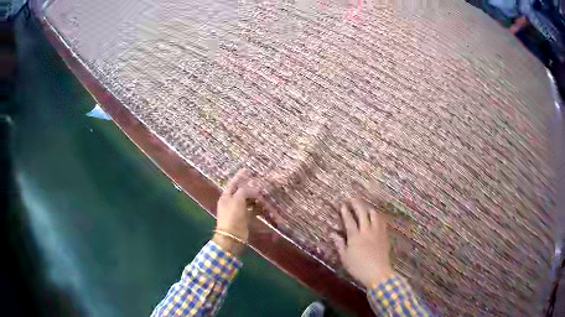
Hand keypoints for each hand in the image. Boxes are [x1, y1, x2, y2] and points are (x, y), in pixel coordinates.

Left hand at [213, 169, 259, 255]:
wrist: (232, 237)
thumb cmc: (232, 216)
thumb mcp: (237, 200)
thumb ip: (244, 191)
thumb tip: (253, 188)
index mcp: (226, 196)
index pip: (233, 183)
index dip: (240, 176)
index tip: (247, 169)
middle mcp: (231, 202)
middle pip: (242, 192)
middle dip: (251, 188)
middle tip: (261, 184)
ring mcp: (238, 211)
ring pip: (248, 201)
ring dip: (256, 198)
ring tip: (265, 195)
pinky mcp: (244, 218)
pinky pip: (252, 210)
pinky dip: (258, 208)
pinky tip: (264, 207)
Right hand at [332, 198, 393, 288]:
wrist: (377, 273)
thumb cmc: (358, 267)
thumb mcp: (345, 257)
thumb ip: (340, 244)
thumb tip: (333, 233)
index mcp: (355, 236)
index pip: (349, 220)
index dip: (345, 211)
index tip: (342, 205)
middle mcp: (366, 231)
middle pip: (362, 213)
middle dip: (357, 204)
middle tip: (352, 199)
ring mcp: (377, 232)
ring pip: (374, 215)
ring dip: (368, 208)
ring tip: (365, 206)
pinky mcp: (384, 236)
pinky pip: (382, 222)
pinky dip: (377, 216)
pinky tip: (376, 216)